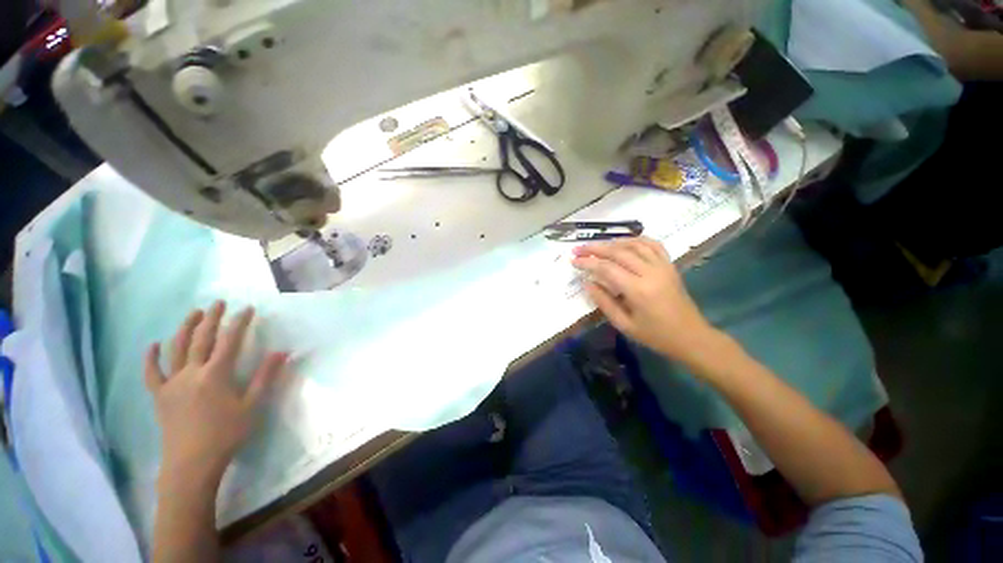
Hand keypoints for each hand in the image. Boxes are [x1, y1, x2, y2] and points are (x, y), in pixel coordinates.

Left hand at [145, 301, 287, 489]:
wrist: (192, 463)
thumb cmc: (226, 434)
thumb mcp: (252, 405)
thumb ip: (265, 377)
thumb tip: (282, 352)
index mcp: (216, 374)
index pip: (229, 341)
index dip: (239, 323)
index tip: (247, 309)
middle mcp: (191, 372)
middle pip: (201, 339)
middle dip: (211, 318)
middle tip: (218, 303)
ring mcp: (171, 383)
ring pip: (176, 349)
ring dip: (185, 328)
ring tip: (194, 313)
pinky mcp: (159, 395)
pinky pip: (152, 373)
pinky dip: (151, 357)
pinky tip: (154, 345)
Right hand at [572, 237, 718, 367]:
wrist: (691, 337)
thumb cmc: (655, 335)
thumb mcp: (624, 325)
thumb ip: (603, 302)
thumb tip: (587, 283)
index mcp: (638, 290)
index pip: (607, 268)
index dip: (587, 263)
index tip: (573, 261)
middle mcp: (650, 272)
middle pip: (618, 252)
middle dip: (595, 248)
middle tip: (578, 249)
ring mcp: (662, 266)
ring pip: (634, 244)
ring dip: (612, 242)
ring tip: (596, 246)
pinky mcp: (669, 265)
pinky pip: (652, 244)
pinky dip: (636, 240)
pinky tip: (624, 242)